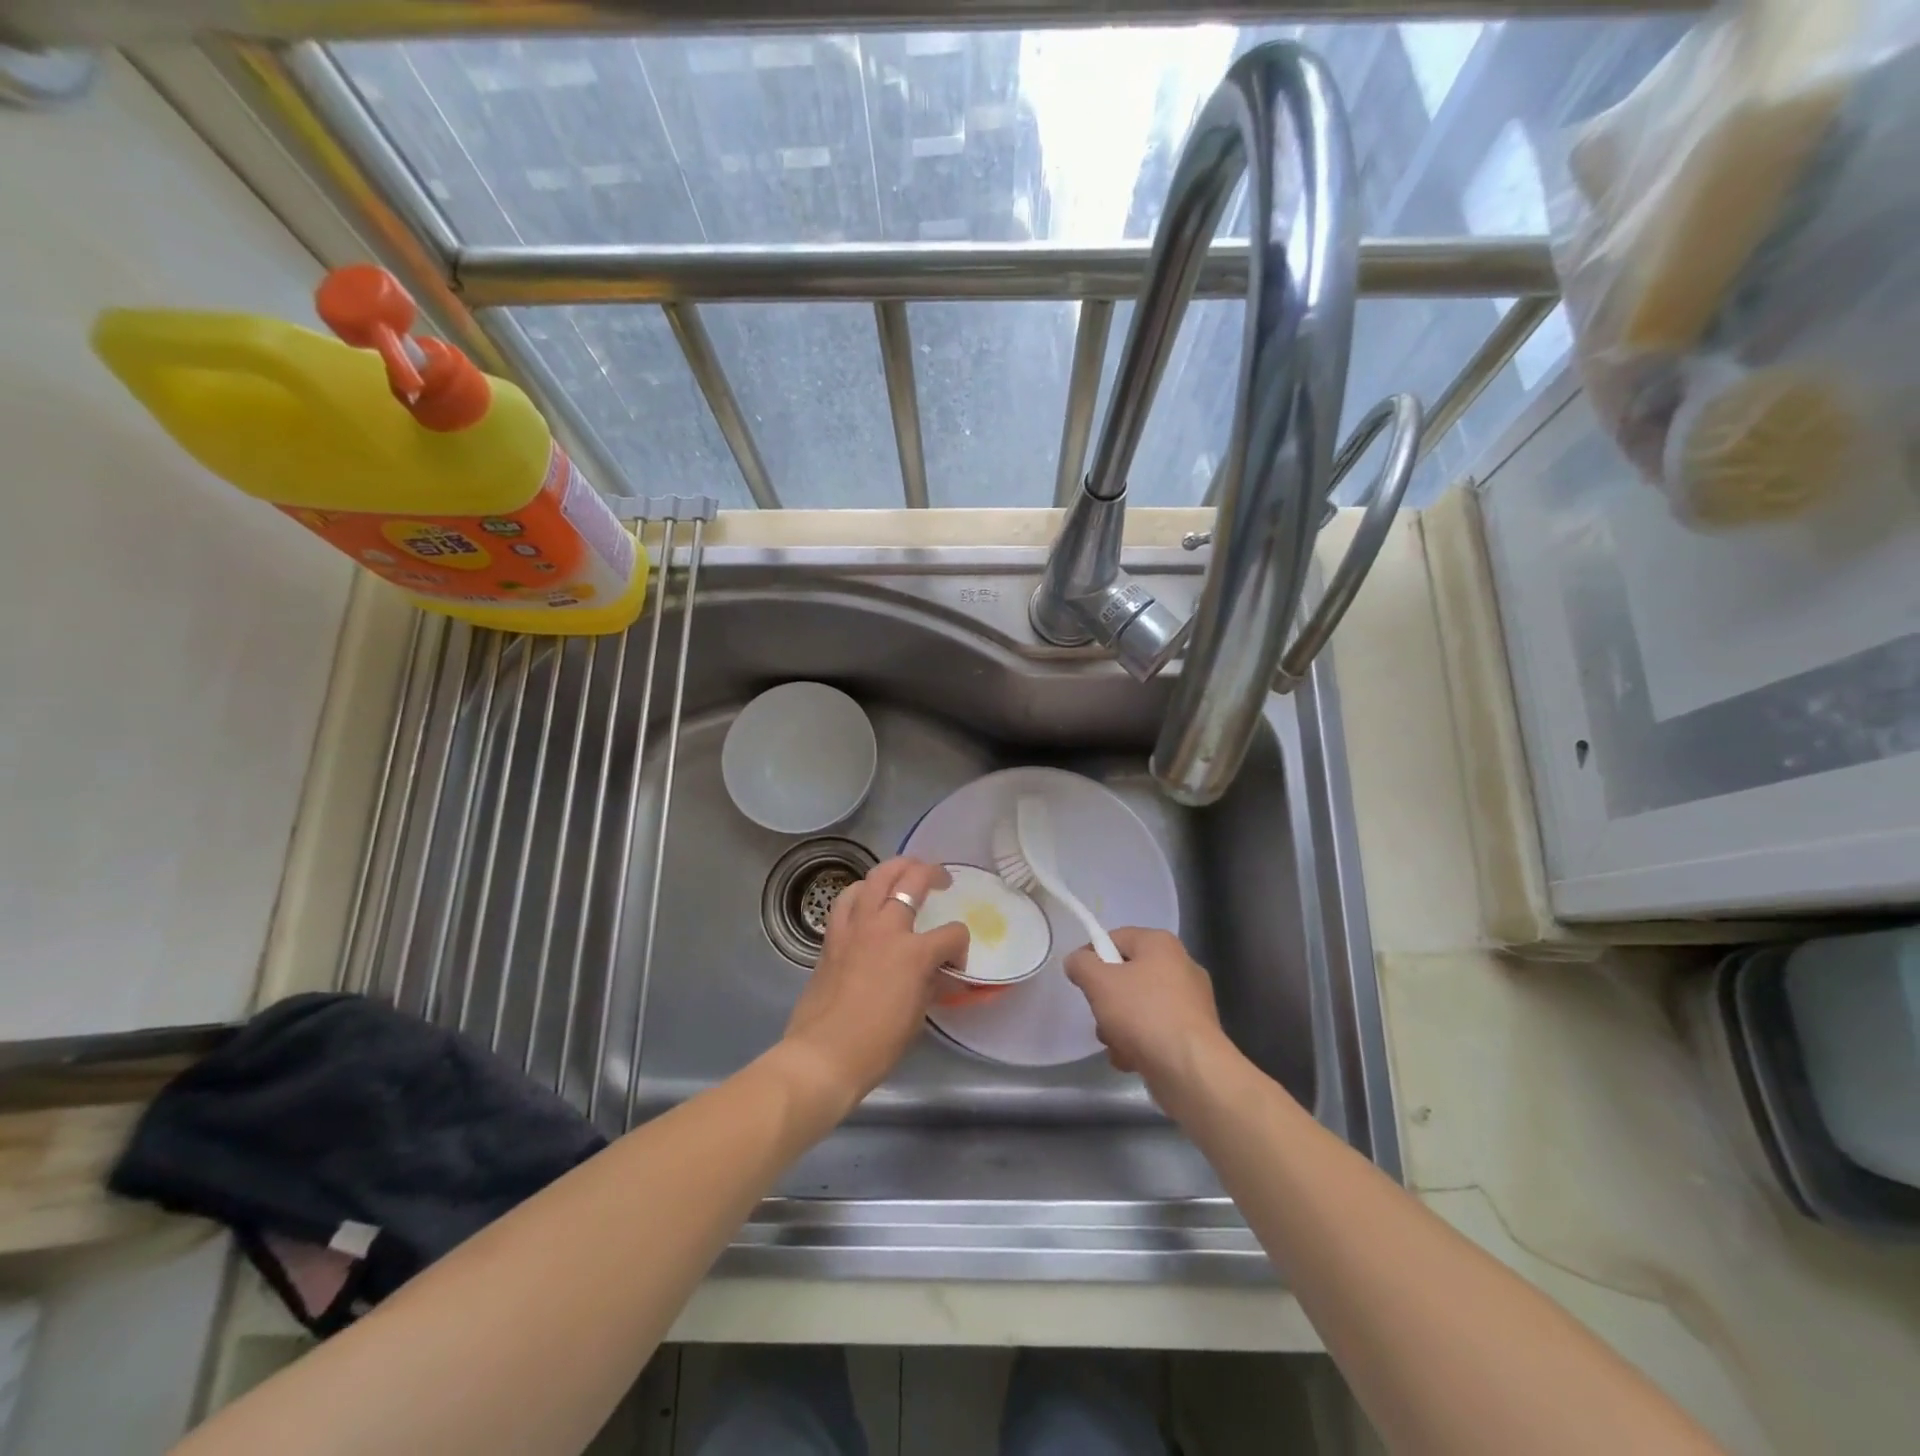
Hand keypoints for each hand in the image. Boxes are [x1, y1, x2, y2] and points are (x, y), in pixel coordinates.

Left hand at [780, 857, 969, 1113]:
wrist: (823, 1055)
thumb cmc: (877, 1045)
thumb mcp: (917, 1015)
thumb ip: (930, 983)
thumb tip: (937, 971)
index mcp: (914, 953)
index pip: (952, 933)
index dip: (960, 946)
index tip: (956, 962)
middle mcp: (885, 929)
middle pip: (912, 880)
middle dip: (932, 873)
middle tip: (941, 879)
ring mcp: (855, 927)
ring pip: (876, 877)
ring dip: (895, 868)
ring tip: (905, 872)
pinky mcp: (832, 936)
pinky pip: (847, 899)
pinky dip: (861, 891)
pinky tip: (867, 897)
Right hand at [1065, 927, 1234, 1105]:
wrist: (1190, 1069)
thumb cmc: (1143, 1014)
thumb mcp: (1099, 982)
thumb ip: (1081, 964)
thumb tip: (1077, 961)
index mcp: (1160, 943)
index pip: (1114, 938)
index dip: (1091, 957)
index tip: (1080, 981)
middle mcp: (1180, 966)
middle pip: (1125, 976)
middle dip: (1106, 1001)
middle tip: (1101, 1016)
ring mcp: (1190, 1002)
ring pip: (1138, 1007)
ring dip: (1119, 1027)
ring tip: (1116, 1044)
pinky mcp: (1192, 1034)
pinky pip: (1155, 1030)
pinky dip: (1140, 1044)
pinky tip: (1132, 1060)